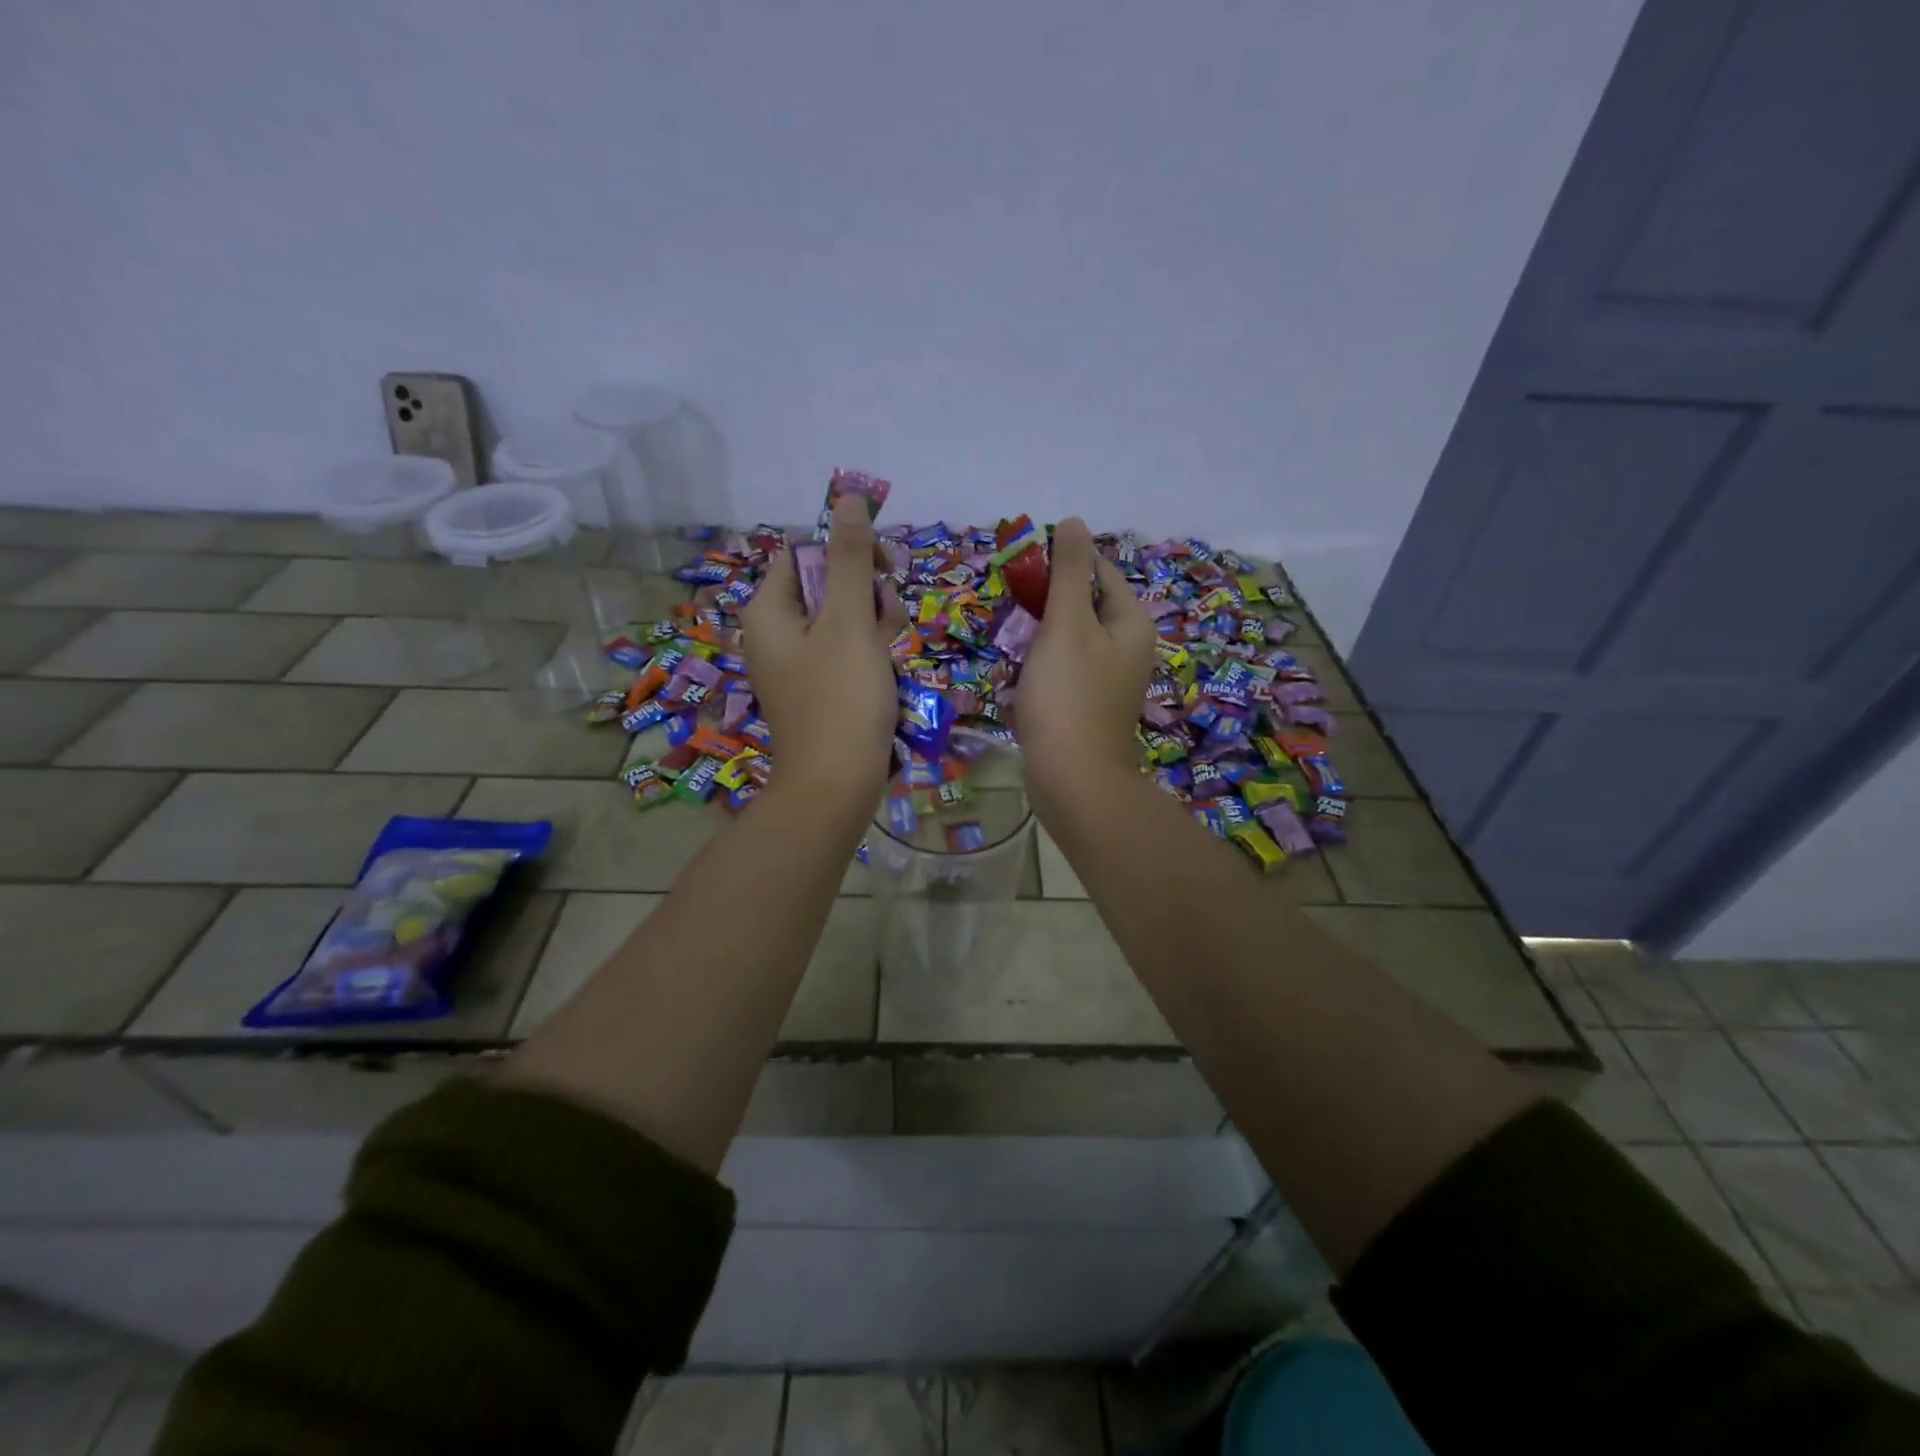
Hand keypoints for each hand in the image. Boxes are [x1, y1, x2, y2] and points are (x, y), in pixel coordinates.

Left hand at [742, 494, 906, 810]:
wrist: (837, 785)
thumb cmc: (840, 699)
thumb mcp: (849, 621)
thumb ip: (850, 558)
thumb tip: (848, 496)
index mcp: (769, 610)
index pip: (807, 553)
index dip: (848, 554)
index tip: (883, 571)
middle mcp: (777, 632)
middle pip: (830, 586)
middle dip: (868, 601)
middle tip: (883, 630)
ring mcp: (798, 664)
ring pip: (847, 621)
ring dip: (877, 631)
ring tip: (887, 662)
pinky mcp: (819, 688)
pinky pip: (848, 654)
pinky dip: (871, 659)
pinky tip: (885, 680)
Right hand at [1015, 517, 1156, 806]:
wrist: (1073, 779)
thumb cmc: (1069, 695)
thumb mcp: (1067, 624)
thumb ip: (1068, 572)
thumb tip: (1074, 522)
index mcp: (1132, 623)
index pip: (1099, 572)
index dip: (1062, 564)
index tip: (1023, 569)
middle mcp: (1128, 648)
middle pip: (1084, 606)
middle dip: (1046, 604)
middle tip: (1011, 609)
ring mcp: (1109, 680)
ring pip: (1070, 639)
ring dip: (1040, 636)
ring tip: (1012, 640)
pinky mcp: (1088, 705)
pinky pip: (1064, 670)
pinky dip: (1042, 666)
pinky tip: (1020, 675)